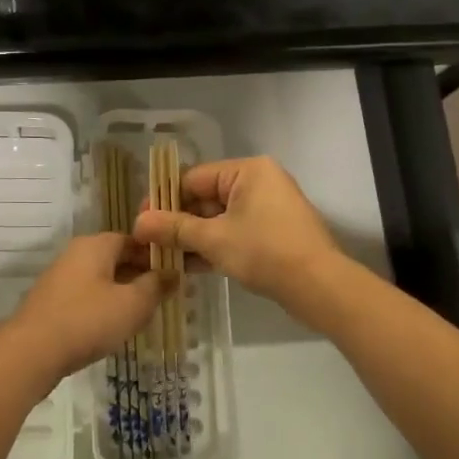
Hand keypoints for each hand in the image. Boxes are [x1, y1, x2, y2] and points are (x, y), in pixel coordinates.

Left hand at [1, 233, 169, 387]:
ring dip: (122, 292)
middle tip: (163, 297)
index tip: (174, 274)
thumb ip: (155, 286)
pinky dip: (102, 306)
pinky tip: (112, 327)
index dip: (155, 255)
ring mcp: (60, 277)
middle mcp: (75, 253)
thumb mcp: (132, 304)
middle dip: (139, 275)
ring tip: (142, 315)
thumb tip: (172, 273)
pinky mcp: (51, 301)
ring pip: (100, 279)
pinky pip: (85, 296)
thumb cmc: (88, 321)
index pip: (132, 239)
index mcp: (95, 245)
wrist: (32, 351)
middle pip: (115, 258)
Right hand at [133, 156, 344, 306]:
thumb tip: (138, 222)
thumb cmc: (265, 252)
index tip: (142, 220)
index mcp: (247, 170)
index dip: (164, 200)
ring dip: (192, 238)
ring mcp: (268, 209)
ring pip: (218, 219)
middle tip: (148, 243)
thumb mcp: (213, 239)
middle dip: (177, 222)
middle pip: (205, 198)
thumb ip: (174, 228)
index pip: (193, 178)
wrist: (320, 288)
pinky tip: (187, 265)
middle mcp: (258, 182)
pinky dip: (213, 246)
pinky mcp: (273, 233)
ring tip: (162, 257)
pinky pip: (234, 232)